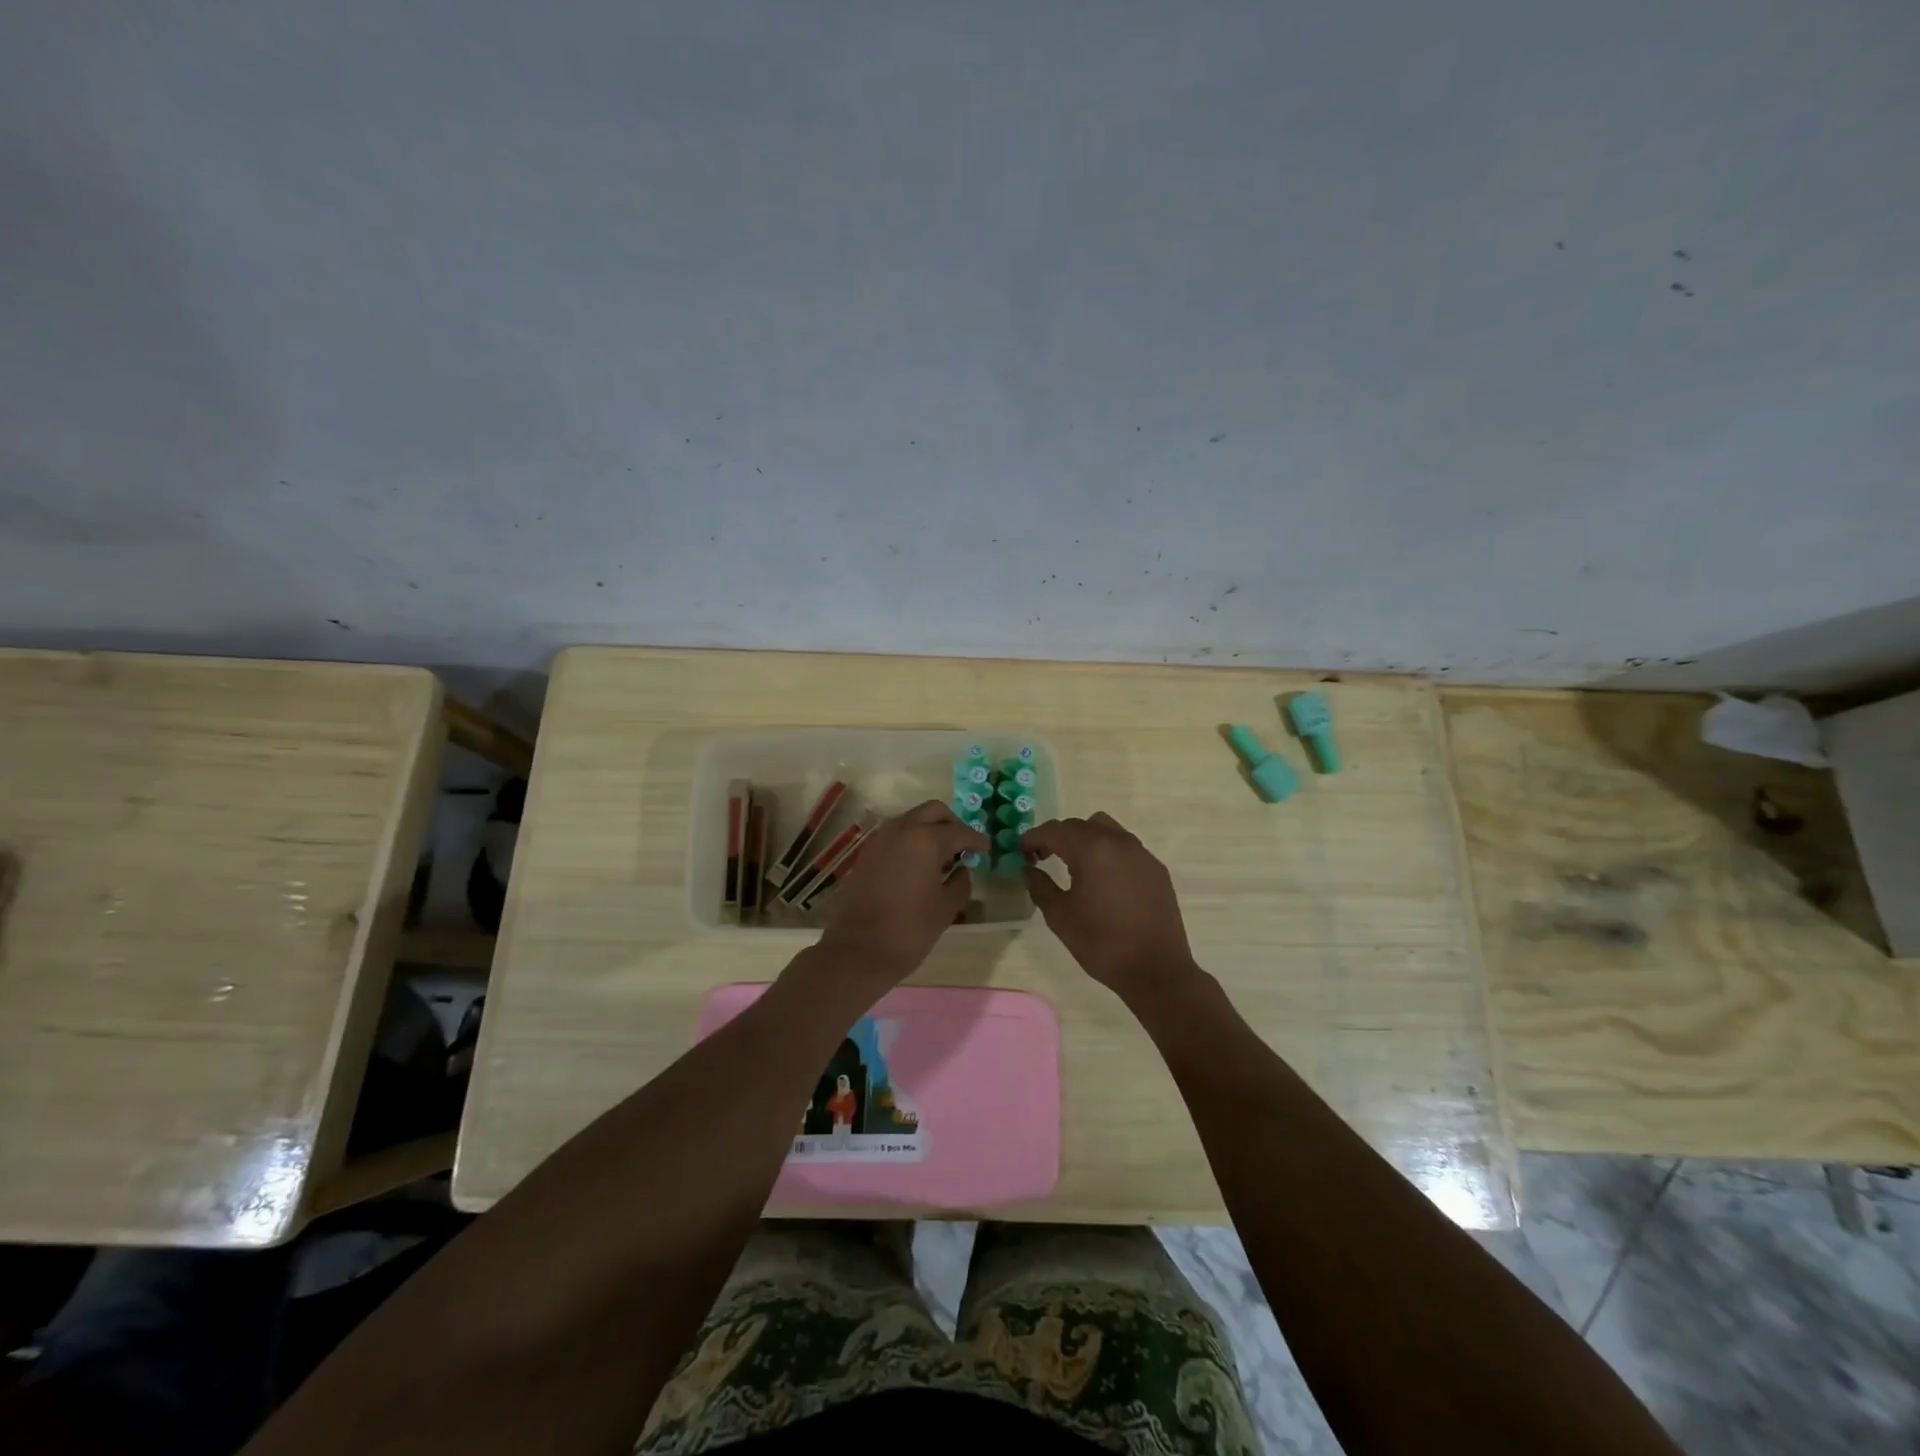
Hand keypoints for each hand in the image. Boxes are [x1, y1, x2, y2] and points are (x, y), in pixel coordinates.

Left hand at [815, 801, 988, 988]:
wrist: (857, 951)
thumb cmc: (909, 930)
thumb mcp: (946, 908)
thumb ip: (961, 882)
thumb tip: (963, 869)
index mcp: (926, 839)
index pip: (960, 831)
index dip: (977, 841)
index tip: (986, 850)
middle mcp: (902, 829)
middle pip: (934, 811)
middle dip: (952, 825)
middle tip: (964, 848)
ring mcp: (881, 838)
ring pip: (913, 819)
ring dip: (930, 829)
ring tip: (943, 858)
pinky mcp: (867, 852)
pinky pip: (896, 834)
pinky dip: (912, 840)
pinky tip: (920, 865)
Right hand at [1022, 812, 1199, 1002]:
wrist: (1156, 970)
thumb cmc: (1101, 943)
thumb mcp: (1060, 917)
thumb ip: (1040, 887)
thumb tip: (1029, 870)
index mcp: (1092, 849)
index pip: (1055, 830)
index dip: (1034, 837)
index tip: (1022, 851)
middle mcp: (1118, 842)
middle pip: (1080, 826)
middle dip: (1058, 837)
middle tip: (1042, 857)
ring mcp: (1141, 853)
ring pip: (1106, 829)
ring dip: (1085, 839)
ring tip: (1075, 865)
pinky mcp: (1156, 868)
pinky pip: (1126, 847)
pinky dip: (1108, 852)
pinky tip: (1104, 879)